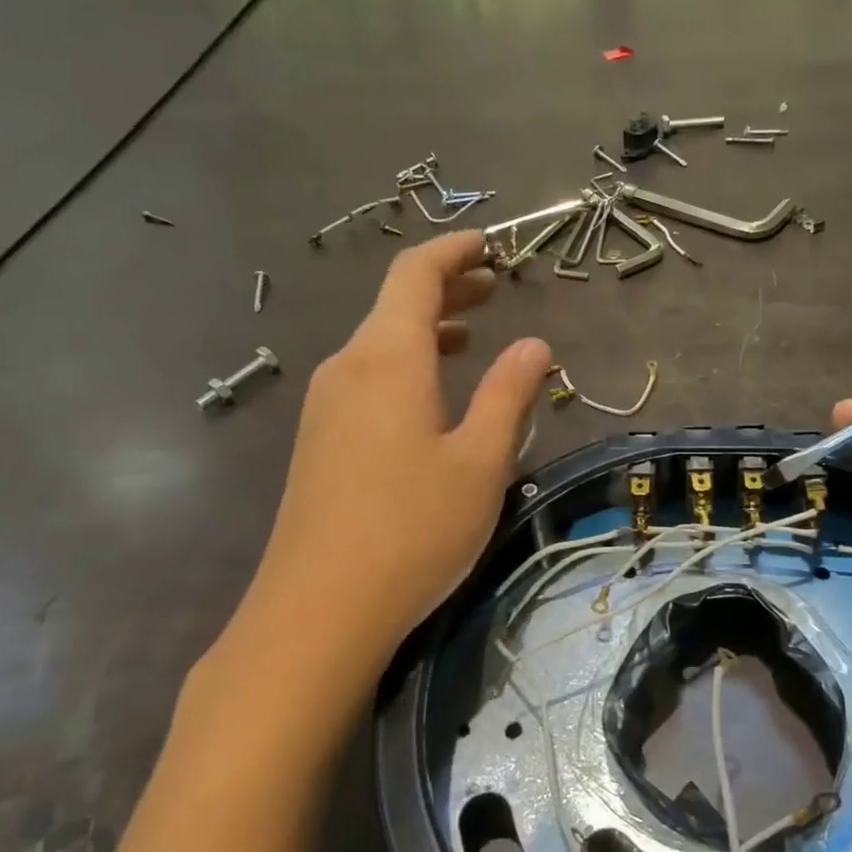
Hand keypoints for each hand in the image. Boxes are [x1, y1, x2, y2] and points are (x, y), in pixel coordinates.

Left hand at [215, 231, 548, 691]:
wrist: (319, 609)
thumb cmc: (414, 528)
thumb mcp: (480, 460)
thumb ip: (509, 395)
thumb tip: (533, 345)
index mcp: (388, 357)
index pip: (415, 275)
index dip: (453, 251)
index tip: (488, 243)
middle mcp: (347, 367)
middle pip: (394, 305)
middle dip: (445, 288)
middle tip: (492, 286)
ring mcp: (324, 406)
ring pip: (378, 345)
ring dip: (424, 331)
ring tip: (468, 337)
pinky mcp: (317, 442)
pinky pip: (365, 380)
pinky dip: (404, 366)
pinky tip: (428, 398)